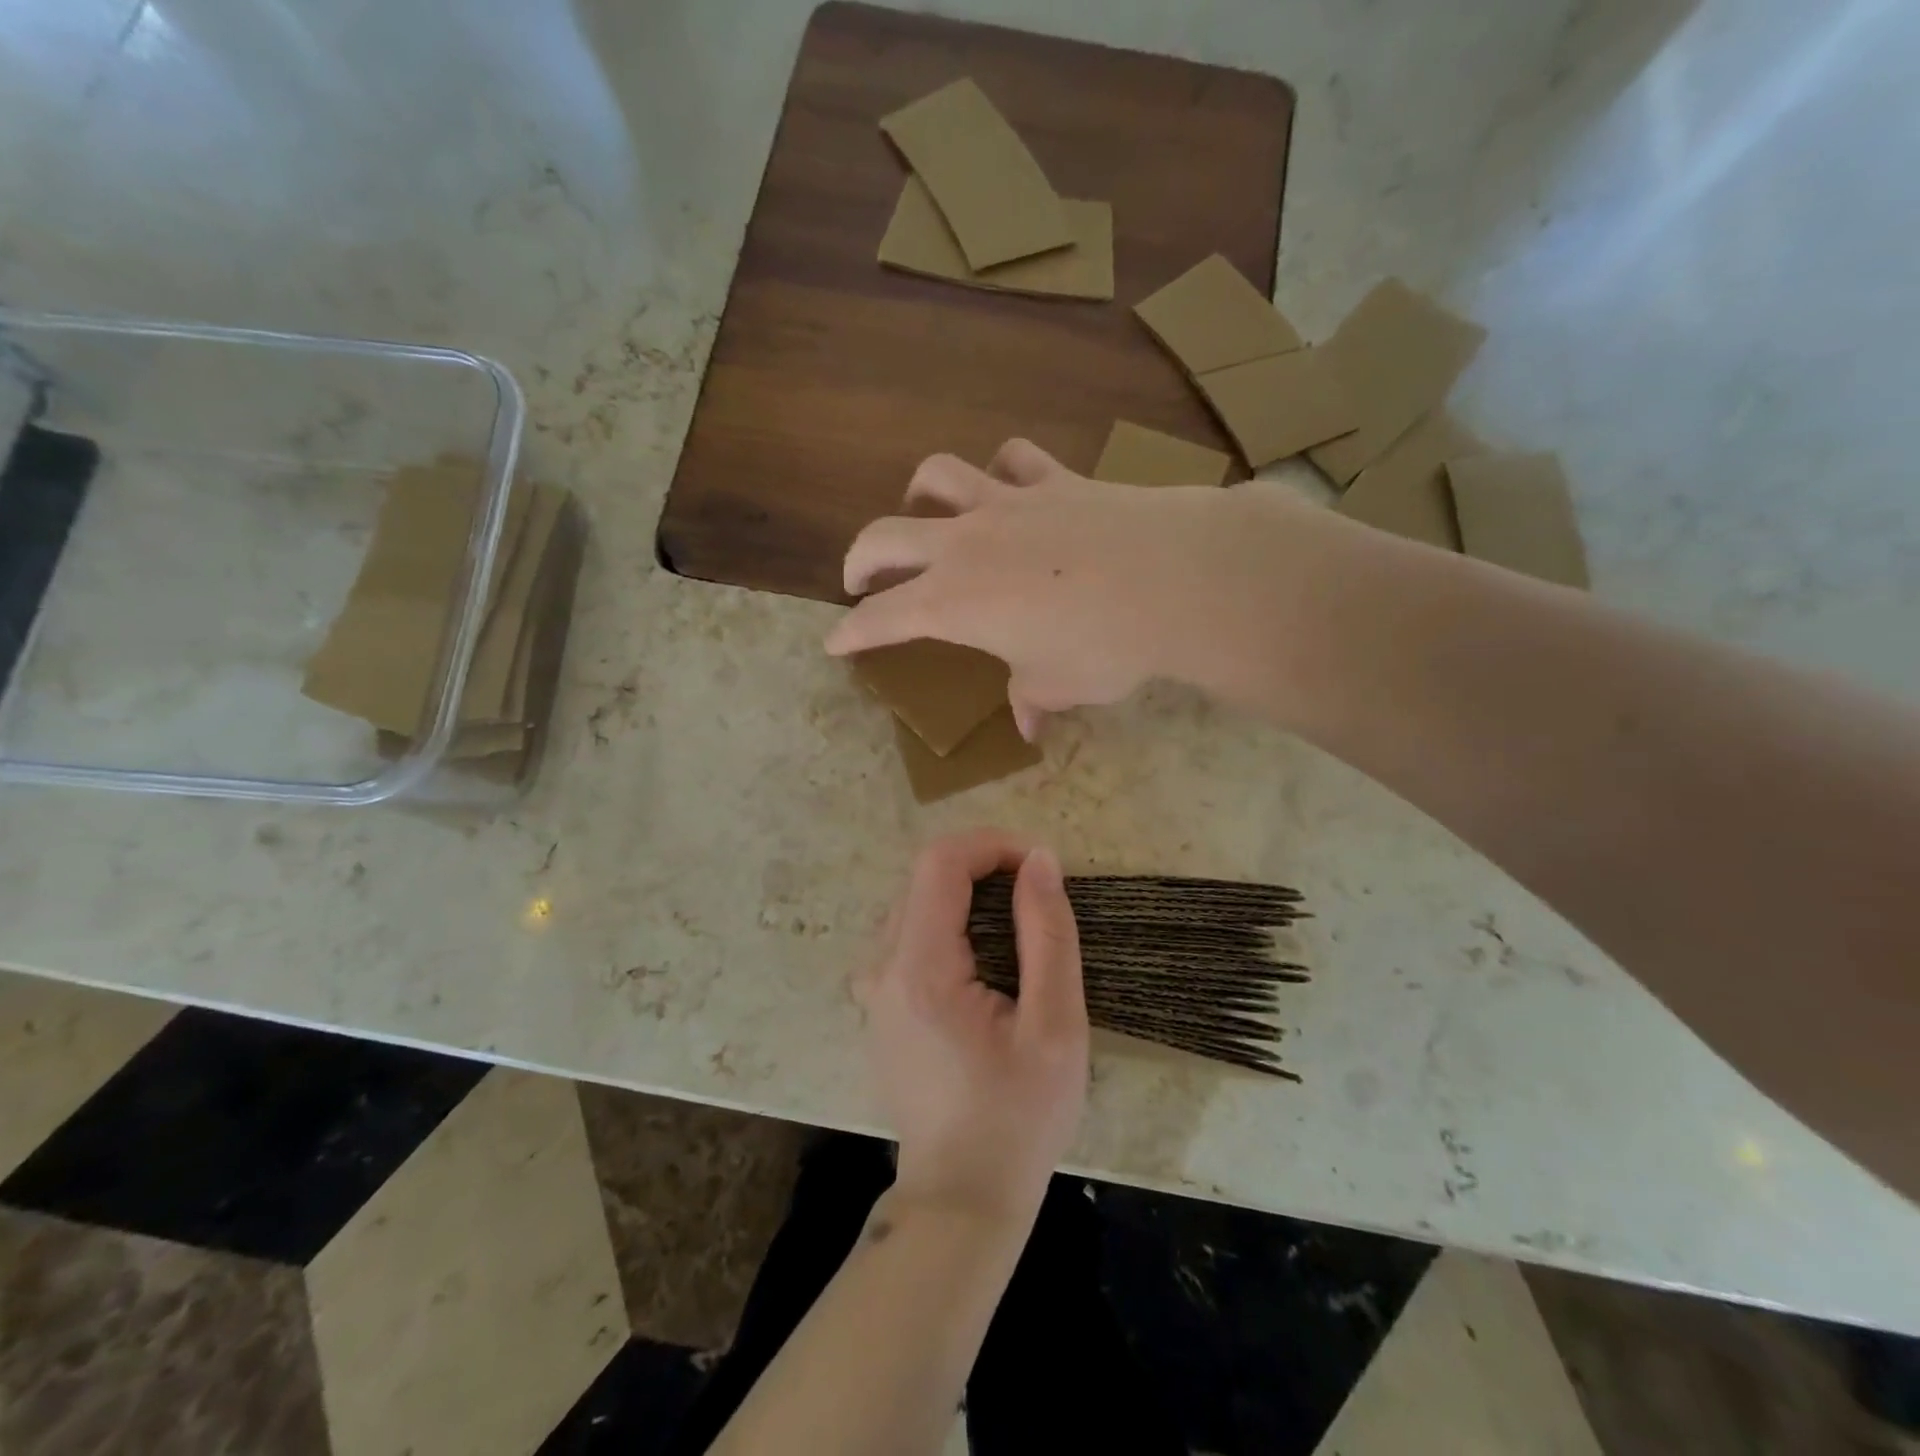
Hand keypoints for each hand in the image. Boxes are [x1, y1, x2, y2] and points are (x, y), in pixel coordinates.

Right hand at [825, 439, 1308, 736]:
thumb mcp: (1061, 685)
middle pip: (885, 537)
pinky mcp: (1053, 480)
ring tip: (922, 510)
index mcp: (953, 603)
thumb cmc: (1106, 646)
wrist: (1177, 580)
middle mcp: (965, 546)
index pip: (882, 619)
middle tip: (859, 577)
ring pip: (938, 477)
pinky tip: (1008, 482)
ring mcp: (1007, 504)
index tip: (834, 642)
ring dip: (918, 493)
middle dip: (861, 558)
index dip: (852, 633)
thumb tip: (1028, 723)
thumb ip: (1033, 698)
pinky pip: (1013, 459)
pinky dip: (1002, 469)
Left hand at [860, 828, 1088, 1223]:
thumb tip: (1040, 859)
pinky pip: (911, 936)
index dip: (991, 845)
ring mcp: (874, 987)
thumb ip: (1047, 933)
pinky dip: (952, 925)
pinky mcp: (881, 1003)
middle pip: (925, 878)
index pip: (939, 862)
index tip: (1040, 866)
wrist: (962, 1199)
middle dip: (984, 868)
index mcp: (919, 969)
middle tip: (1038, 898)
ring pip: (917, 903)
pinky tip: (988, 964)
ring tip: (1020, 929)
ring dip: (969, 895)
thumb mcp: (1055, 1026)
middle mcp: (882, 967)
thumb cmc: (1018, 1119)